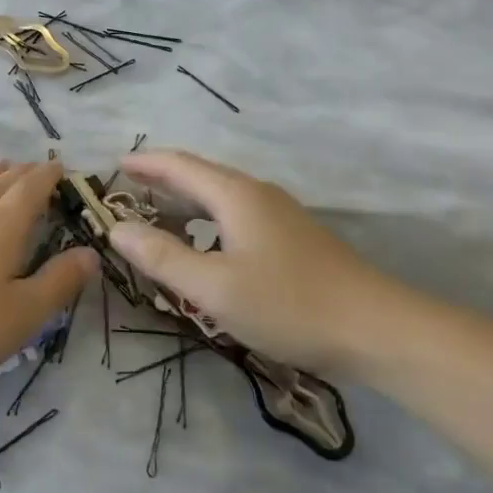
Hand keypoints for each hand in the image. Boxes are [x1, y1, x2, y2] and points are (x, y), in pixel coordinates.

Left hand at [0, 160, 98, 389]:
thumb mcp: (22, 315)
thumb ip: (57, 282)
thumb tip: (90, 253)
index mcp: (3, 225)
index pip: (31, 188)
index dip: (48, 176)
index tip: (62, 168)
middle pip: (2, 181)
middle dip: (24, 172)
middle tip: (38, 168)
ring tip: (3, 167)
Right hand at [107, 150, 410, 374]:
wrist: (378, 330)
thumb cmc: (289, 304)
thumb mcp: (213, 287)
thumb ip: (162, 256)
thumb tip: (116, 229)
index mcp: (235, 195)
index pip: (179, 165)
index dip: (145, 162)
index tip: (114, 164)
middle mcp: (256, 194)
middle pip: (200, 176)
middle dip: (161, 180)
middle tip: (126, 191)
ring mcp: (279, 216)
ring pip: (220, 197)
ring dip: (184, 202)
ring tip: (156, 216)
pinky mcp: (292, 239)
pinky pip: (235, 216)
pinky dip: (207, 220)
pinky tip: (204, 246)